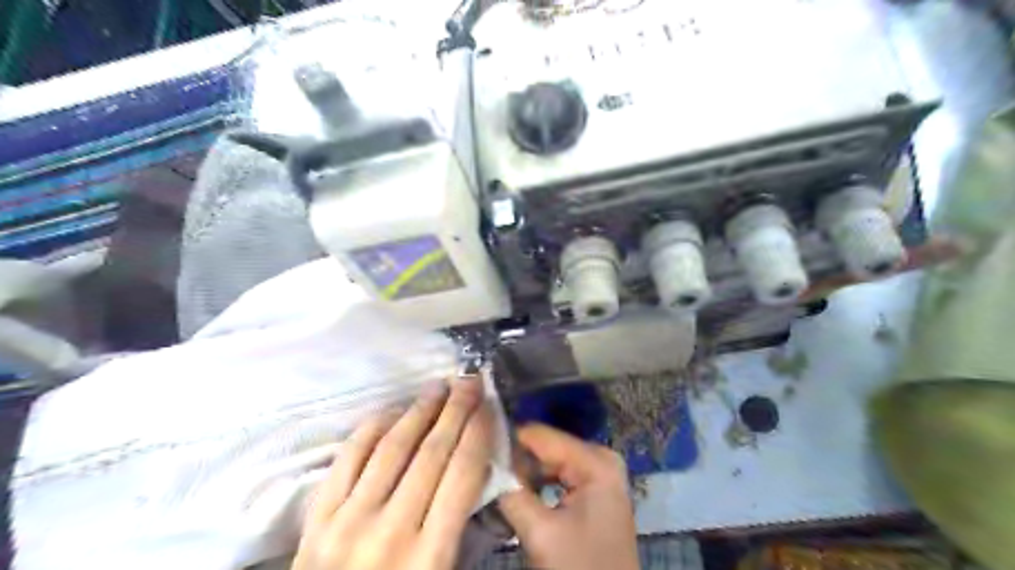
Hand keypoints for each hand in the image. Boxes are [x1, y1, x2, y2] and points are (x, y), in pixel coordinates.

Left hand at [291, 379, 493, 569]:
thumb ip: (459, 528)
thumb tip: (475, 471)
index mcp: (429, 556)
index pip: (463, 474)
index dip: (479, 433)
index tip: (489, 406)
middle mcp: (390, 530)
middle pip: (432, 451)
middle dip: (456, 409)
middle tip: (469, 381)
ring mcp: (348, 520)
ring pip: (392, 447)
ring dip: (419, 409)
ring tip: (438, 387)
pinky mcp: (317, 518)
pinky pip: (349, 458)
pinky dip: (372, 428)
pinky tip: (392, 411)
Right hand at [498, 422, 631, 568]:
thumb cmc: (579, 567)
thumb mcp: (539, 531)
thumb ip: (511, 491)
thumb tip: (486, 461)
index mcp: (595, 461)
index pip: (541, 436)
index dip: (507, 441)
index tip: (478, 450)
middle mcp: (601, 457)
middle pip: (546, 448)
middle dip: (516, 461)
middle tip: (486, 473)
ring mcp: (600, 473)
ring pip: (549, 462)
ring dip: (524, 474)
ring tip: (498, 485)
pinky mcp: (595, 489)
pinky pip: (558, 475)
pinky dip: (538, 484)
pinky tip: (519, 494)